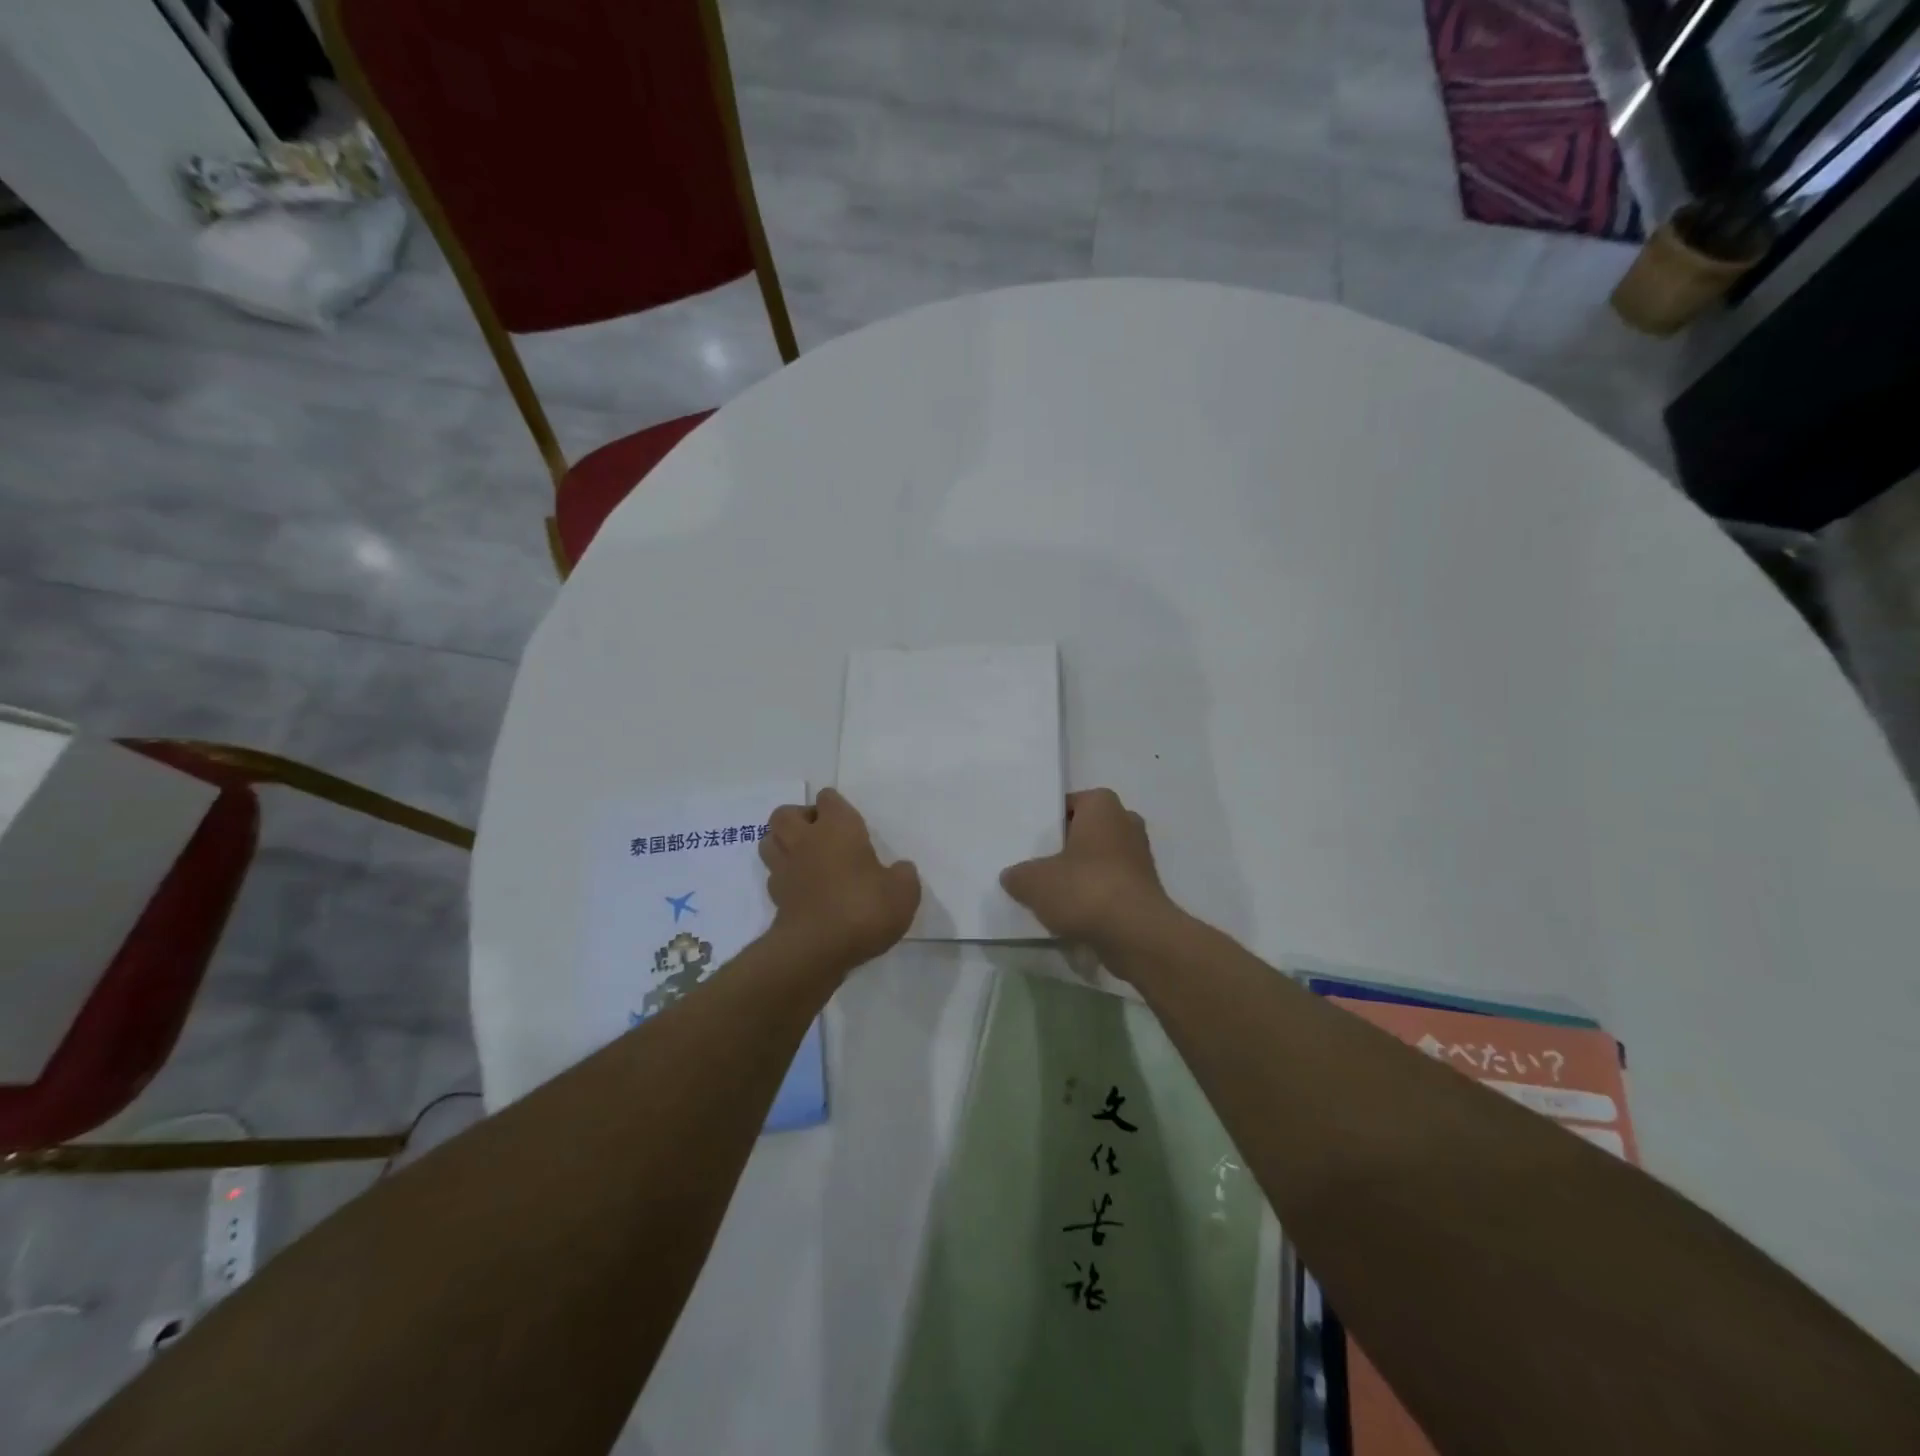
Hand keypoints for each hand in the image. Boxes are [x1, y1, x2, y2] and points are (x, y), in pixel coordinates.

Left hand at [761, 788, 920, 973]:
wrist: (816, 950)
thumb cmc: (864, 908)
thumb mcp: (903, 892)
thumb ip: (903, 876)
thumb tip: (899, 870)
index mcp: (838, 828)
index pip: (828, 799)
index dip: (836, 806)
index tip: (850, 823)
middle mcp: (806, 840)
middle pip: (786, 813)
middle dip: (800, 818)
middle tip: (821, 835)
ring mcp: (785, 868)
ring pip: (769, 840)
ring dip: (783, 843)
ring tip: (805, 857)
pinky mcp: (775, 898)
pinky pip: (774, 875)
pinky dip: (785, 877)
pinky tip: (803, 888)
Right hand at [1001, 789, 1171, 957]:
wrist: (1135, 934)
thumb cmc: (1084, 888)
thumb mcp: (1033, 881)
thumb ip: (1018, 875)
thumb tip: (1012, 877)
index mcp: (1102, 806)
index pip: (1071, 803)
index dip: (1050, 821)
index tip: (1032, 840)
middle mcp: (1127, 823)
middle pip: (1087, 832)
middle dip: (1067, 847)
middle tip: (1039, 865)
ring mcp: (1141, 858)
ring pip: (1101, 860)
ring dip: (1082, 874)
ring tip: (1053, 894)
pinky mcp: (1146, 890)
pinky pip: (1112, 885)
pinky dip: (1096, 896)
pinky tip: (1074, 914)